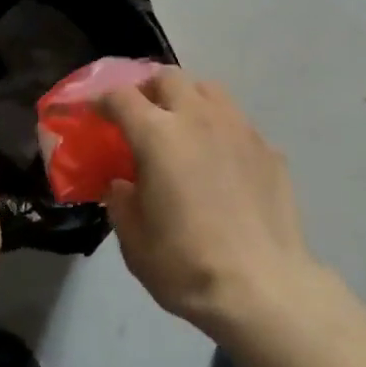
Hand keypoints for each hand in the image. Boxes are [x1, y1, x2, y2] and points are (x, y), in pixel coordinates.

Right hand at [101, 69, 323, 339]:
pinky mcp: (269, 148)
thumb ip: (122, 204)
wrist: (264, 288)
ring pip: (208, 90)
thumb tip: (123, 184)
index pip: (122, 98)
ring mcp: (239, 129)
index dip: (103, 101)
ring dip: (188, 99)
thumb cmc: (188, 265)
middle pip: (168, 78)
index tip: (96, 113)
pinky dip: (220, 130)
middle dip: (149, 90)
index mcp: (158, 135)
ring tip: (183, 127)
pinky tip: (221, 161)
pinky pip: (237, 123)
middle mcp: (199, 118)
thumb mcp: (135, 243)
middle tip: (142, 115)